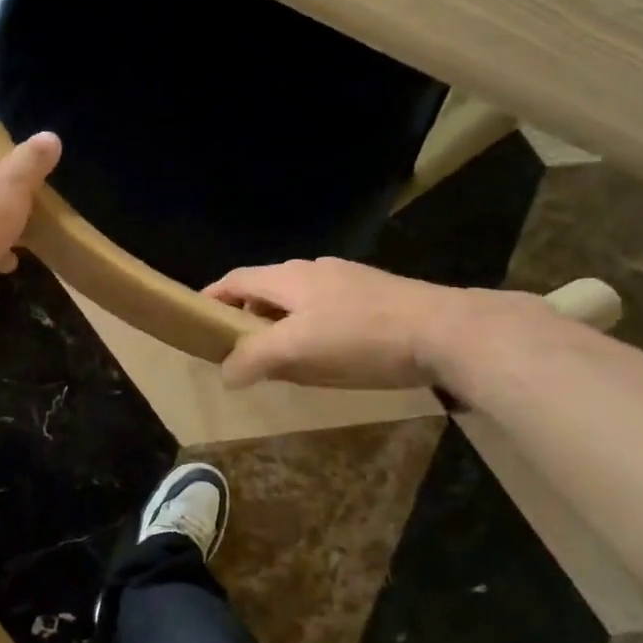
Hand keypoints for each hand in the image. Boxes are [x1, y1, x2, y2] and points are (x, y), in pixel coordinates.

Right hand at [204, 258, 476, 389]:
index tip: (196, 319)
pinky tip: (327, 355)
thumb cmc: (361, 337)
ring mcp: (349, 281)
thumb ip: (253, 358)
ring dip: (280, 325)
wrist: (447, 331)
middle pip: (266, 289)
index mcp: (288, 277)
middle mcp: (315, 270)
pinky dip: (311, 329)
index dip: (212, 297)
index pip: (236, 279)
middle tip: (239, 349)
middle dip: (246, 316)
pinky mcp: (377, 297)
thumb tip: (226, 372)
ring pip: (299, 301)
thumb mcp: (296, 349)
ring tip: (281, 358)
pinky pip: (328, 310)